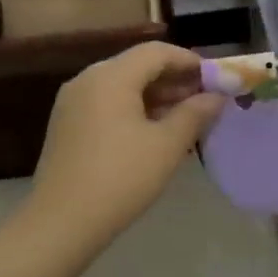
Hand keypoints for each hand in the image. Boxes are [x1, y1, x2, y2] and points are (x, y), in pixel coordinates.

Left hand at [26, 42, 225, 242]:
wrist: (60, 223)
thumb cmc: (120, 178)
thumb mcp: (167, 146)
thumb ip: (195, 114)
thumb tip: (217, 97)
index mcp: (111, 76)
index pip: (157, 52)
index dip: (190, 61)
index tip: (216, 79)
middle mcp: (88, 79)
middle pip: (137, 66)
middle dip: (174, 80)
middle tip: (205, 100)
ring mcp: (73, 102)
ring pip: (122, 86)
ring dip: (155, 96)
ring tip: (185, 118)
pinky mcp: (66, 125)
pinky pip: (107, 104)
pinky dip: (134, 109)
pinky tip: (154, 132)